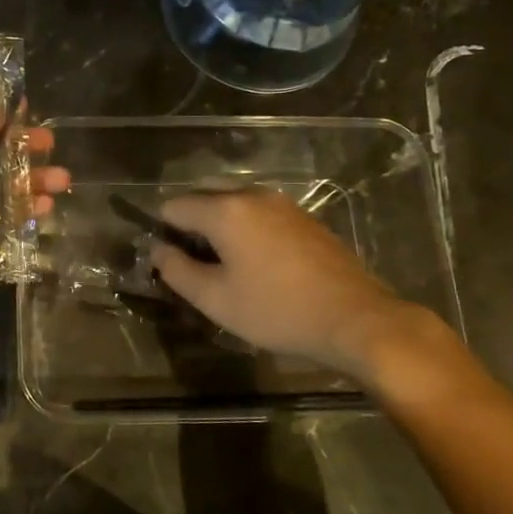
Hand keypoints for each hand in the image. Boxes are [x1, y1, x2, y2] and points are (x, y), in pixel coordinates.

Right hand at [149, 189, 469, 402]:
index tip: (169, 263)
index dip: (162, 232)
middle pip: (204, 195)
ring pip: (234, 201)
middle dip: (190, 223)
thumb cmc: (277, 311)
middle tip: (193, 264)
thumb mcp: (216, 299)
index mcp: (225, 210)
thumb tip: (157, 251)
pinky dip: (246, 227)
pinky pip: (259, 211)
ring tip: (224, 265)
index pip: (174, 206)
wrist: (356, 319)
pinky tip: (257, 263)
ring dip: (219, 224)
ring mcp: (282, 203)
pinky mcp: (304, 217)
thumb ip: (177, 271)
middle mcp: (252, 194)